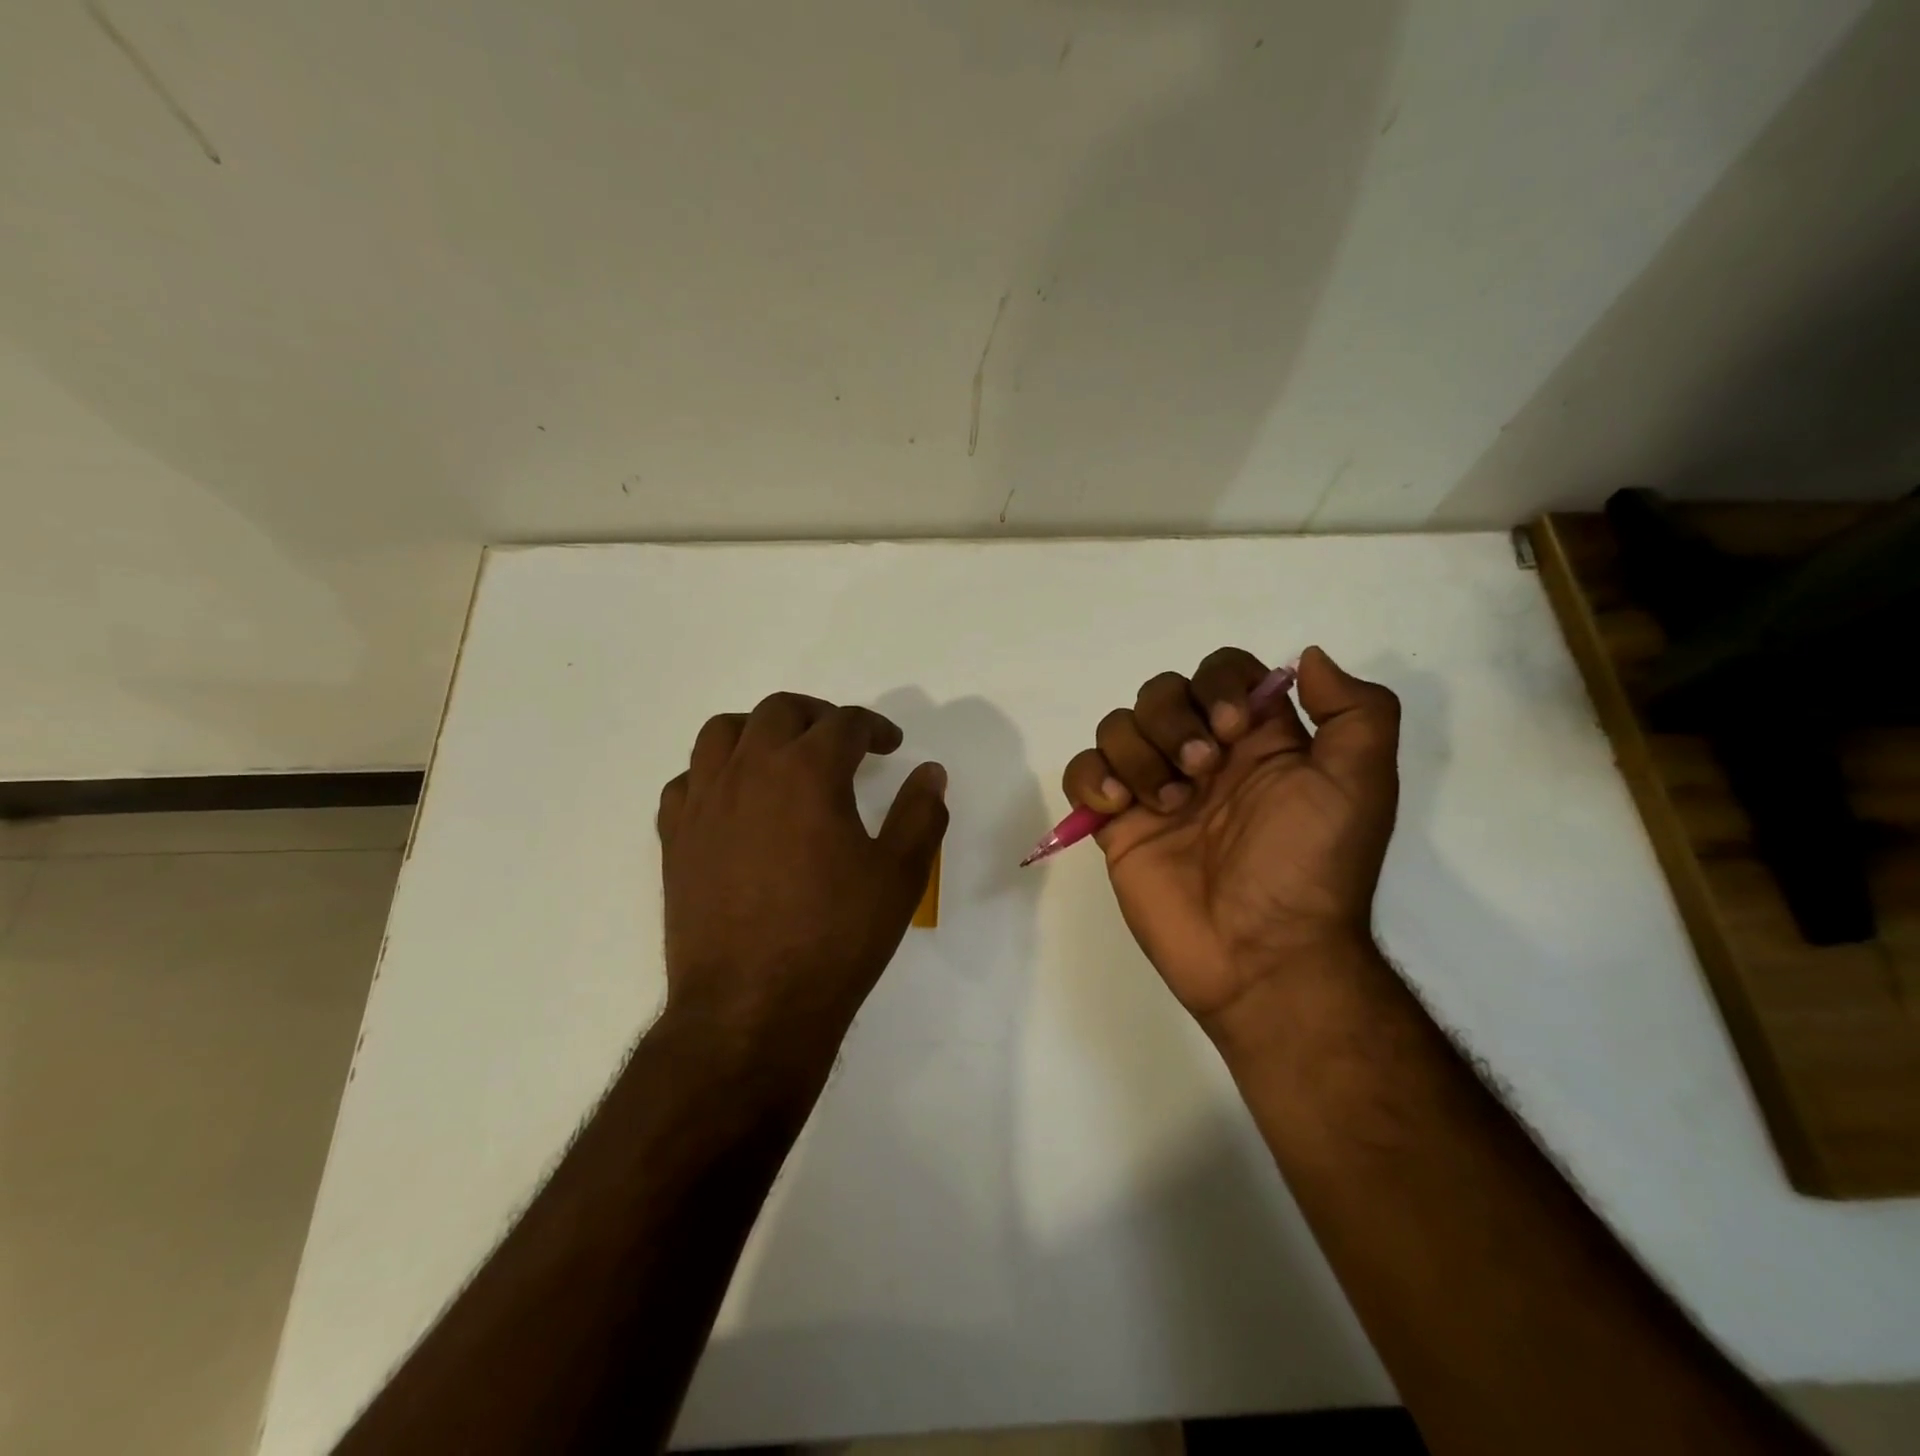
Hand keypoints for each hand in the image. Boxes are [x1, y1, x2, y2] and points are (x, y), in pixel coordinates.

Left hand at [656, 693, 947, 1078]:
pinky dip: (714, 774)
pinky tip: (734, 801)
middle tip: (841, 742)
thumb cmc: (836, 937)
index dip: (875, 728)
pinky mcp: (675, 837)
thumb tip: (931, 772)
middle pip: (780, 710)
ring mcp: (704, 802)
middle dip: (818, 716)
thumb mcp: (900, 876)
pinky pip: (687, 781)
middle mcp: (750, 770)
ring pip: (722, 732)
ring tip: (782, 756)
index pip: (845, 723)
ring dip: (758, 730)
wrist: (753, 1007)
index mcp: (808, 771)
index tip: (890, 745)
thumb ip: (921, 814)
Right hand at [1062, 647, 1399, 1034]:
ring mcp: (1155, 789)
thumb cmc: (1310, 867)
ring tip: (1166, 805)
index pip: (1223, 672)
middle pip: (1161, 692)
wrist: (1262, 956)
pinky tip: (1119, 807)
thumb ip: (1356, 711)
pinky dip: (1092, 777)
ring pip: (1118, 726)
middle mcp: (1203, 756)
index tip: (1233, 730)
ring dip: (1138, 754)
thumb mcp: (1360, 785)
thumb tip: (1310, 658)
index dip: (1218, 685)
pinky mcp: (1116, 824)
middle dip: (1172, 721)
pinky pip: (1082, 771)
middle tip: (1199, 772)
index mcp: (1258, 741)